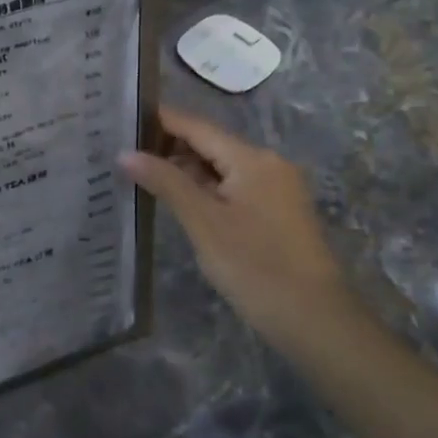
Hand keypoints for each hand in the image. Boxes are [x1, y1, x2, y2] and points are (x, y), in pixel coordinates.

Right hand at [120, 107, 366, 355]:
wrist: (315, 320)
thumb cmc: (255, 266)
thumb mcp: (203, 222)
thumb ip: (165, 182)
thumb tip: (125, 153)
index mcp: (251, 159)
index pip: (197, 126)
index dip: (159, 120)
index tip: (122, 117)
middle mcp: (267, 163)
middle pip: (210, 143)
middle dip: (168, 145)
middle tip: (123, 150)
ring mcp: (276, 187)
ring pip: (221, 166)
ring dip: (185, 169)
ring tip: (141, 173)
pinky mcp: (277, 211)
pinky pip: (233, 185)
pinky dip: (204, 187)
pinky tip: (178, 198)